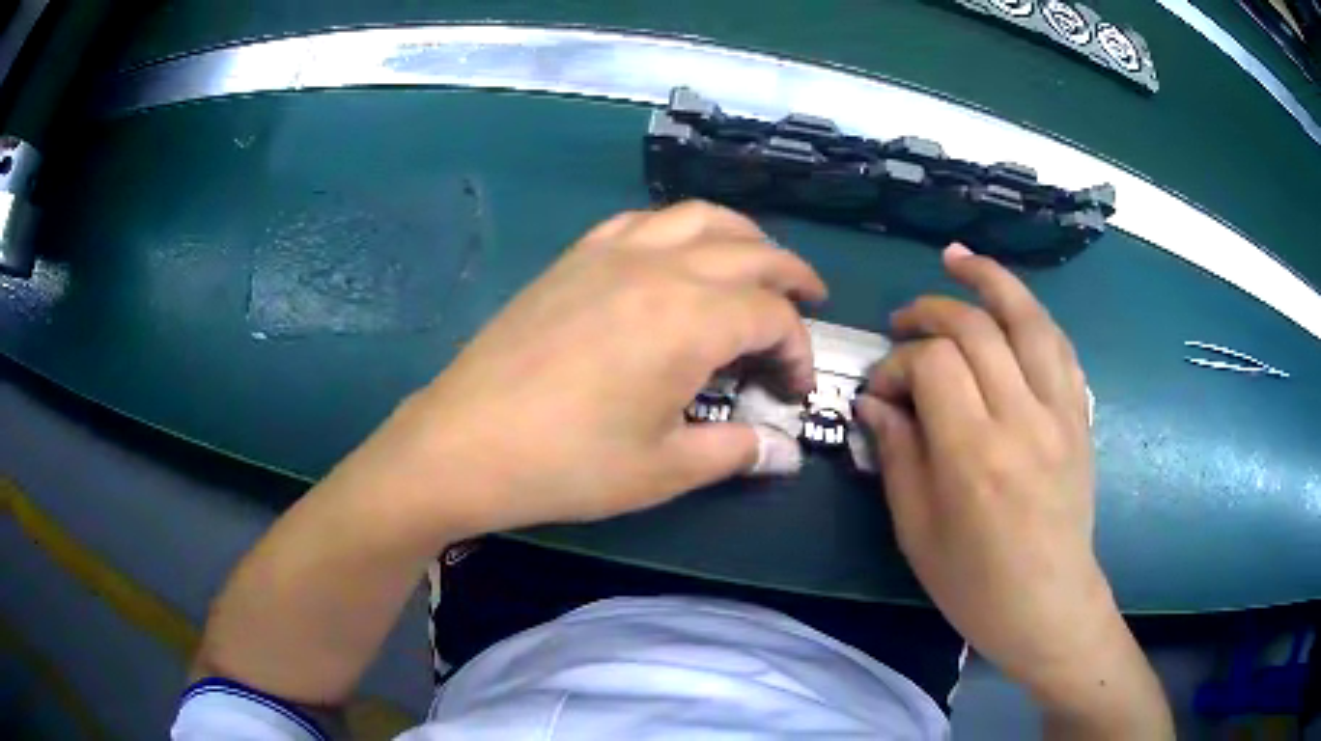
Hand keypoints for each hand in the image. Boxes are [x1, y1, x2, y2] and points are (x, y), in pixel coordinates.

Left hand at [383, 201, 823, 537]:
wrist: (465, 442)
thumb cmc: (569, 463)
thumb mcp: (665, 468)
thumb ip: (737, 451)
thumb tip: (785, 453)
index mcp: (692, 317)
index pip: (773, 316)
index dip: (796, 350)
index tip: (792, 389)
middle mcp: (662, 267)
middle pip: (750, 250)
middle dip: (791, 276)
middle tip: (809, 301)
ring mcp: (613, 252)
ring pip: (699, 217)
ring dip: (742, 236)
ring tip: (756, 264)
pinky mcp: (575, 257)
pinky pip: (642, 221)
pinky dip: (679, 229)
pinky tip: (677, 255)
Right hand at [855, 246, 1144, 707]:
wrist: (1049, 605)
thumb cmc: (975, 583)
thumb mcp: (918, 532)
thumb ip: (898, 455)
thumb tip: (876, 401)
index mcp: (974, 454)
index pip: (933, 365)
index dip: (898, 361)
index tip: (881, 388)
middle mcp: (1022, 418)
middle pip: (976, 329)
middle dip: (931, 312)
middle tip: (904, 322)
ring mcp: (1060, 412)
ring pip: (1028, 319)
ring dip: (991, 281)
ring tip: (959, 260)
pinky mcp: (1079, 416)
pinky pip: (1059, 345)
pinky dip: (1031, 313)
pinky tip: (1010, 304)